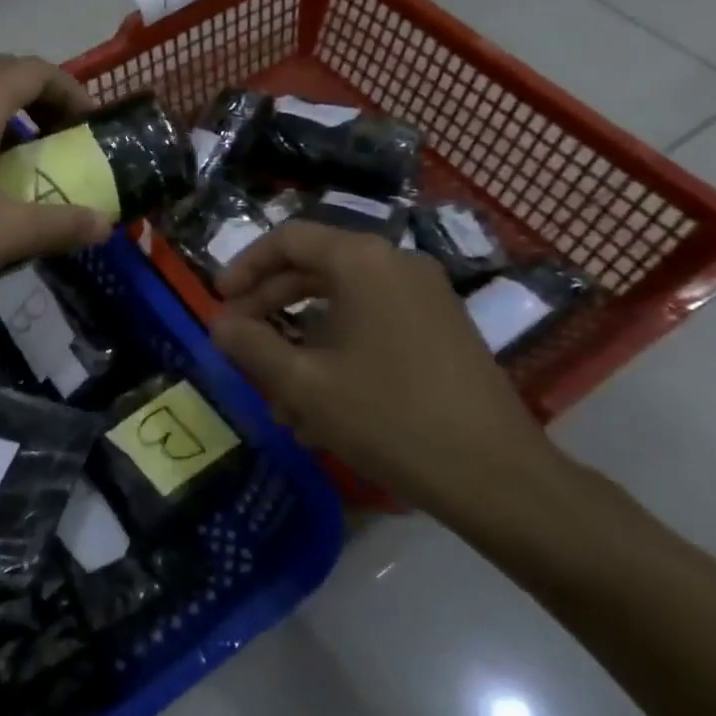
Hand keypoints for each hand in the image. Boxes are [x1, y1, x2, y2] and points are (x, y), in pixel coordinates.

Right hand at [209, 221, 557, 516]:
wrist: (496, 476)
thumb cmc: (388, 418)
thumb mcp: (304, 384)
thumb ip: (252, 346)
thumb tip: (219, 324)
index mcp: (362, 262)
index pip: (288, 239)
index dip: (245, 267)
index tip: (219, 302)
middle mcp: (396, 265)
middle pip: (314, 268)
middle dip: (269, 305)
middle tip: (238, 340)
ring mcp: (425, 298)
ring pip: (342, 303)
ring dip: (301, 339)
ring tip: (274, 393)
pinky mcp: (441, 331)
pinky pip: (373, 325)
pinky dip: (337, 350)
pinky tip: (318, 405)